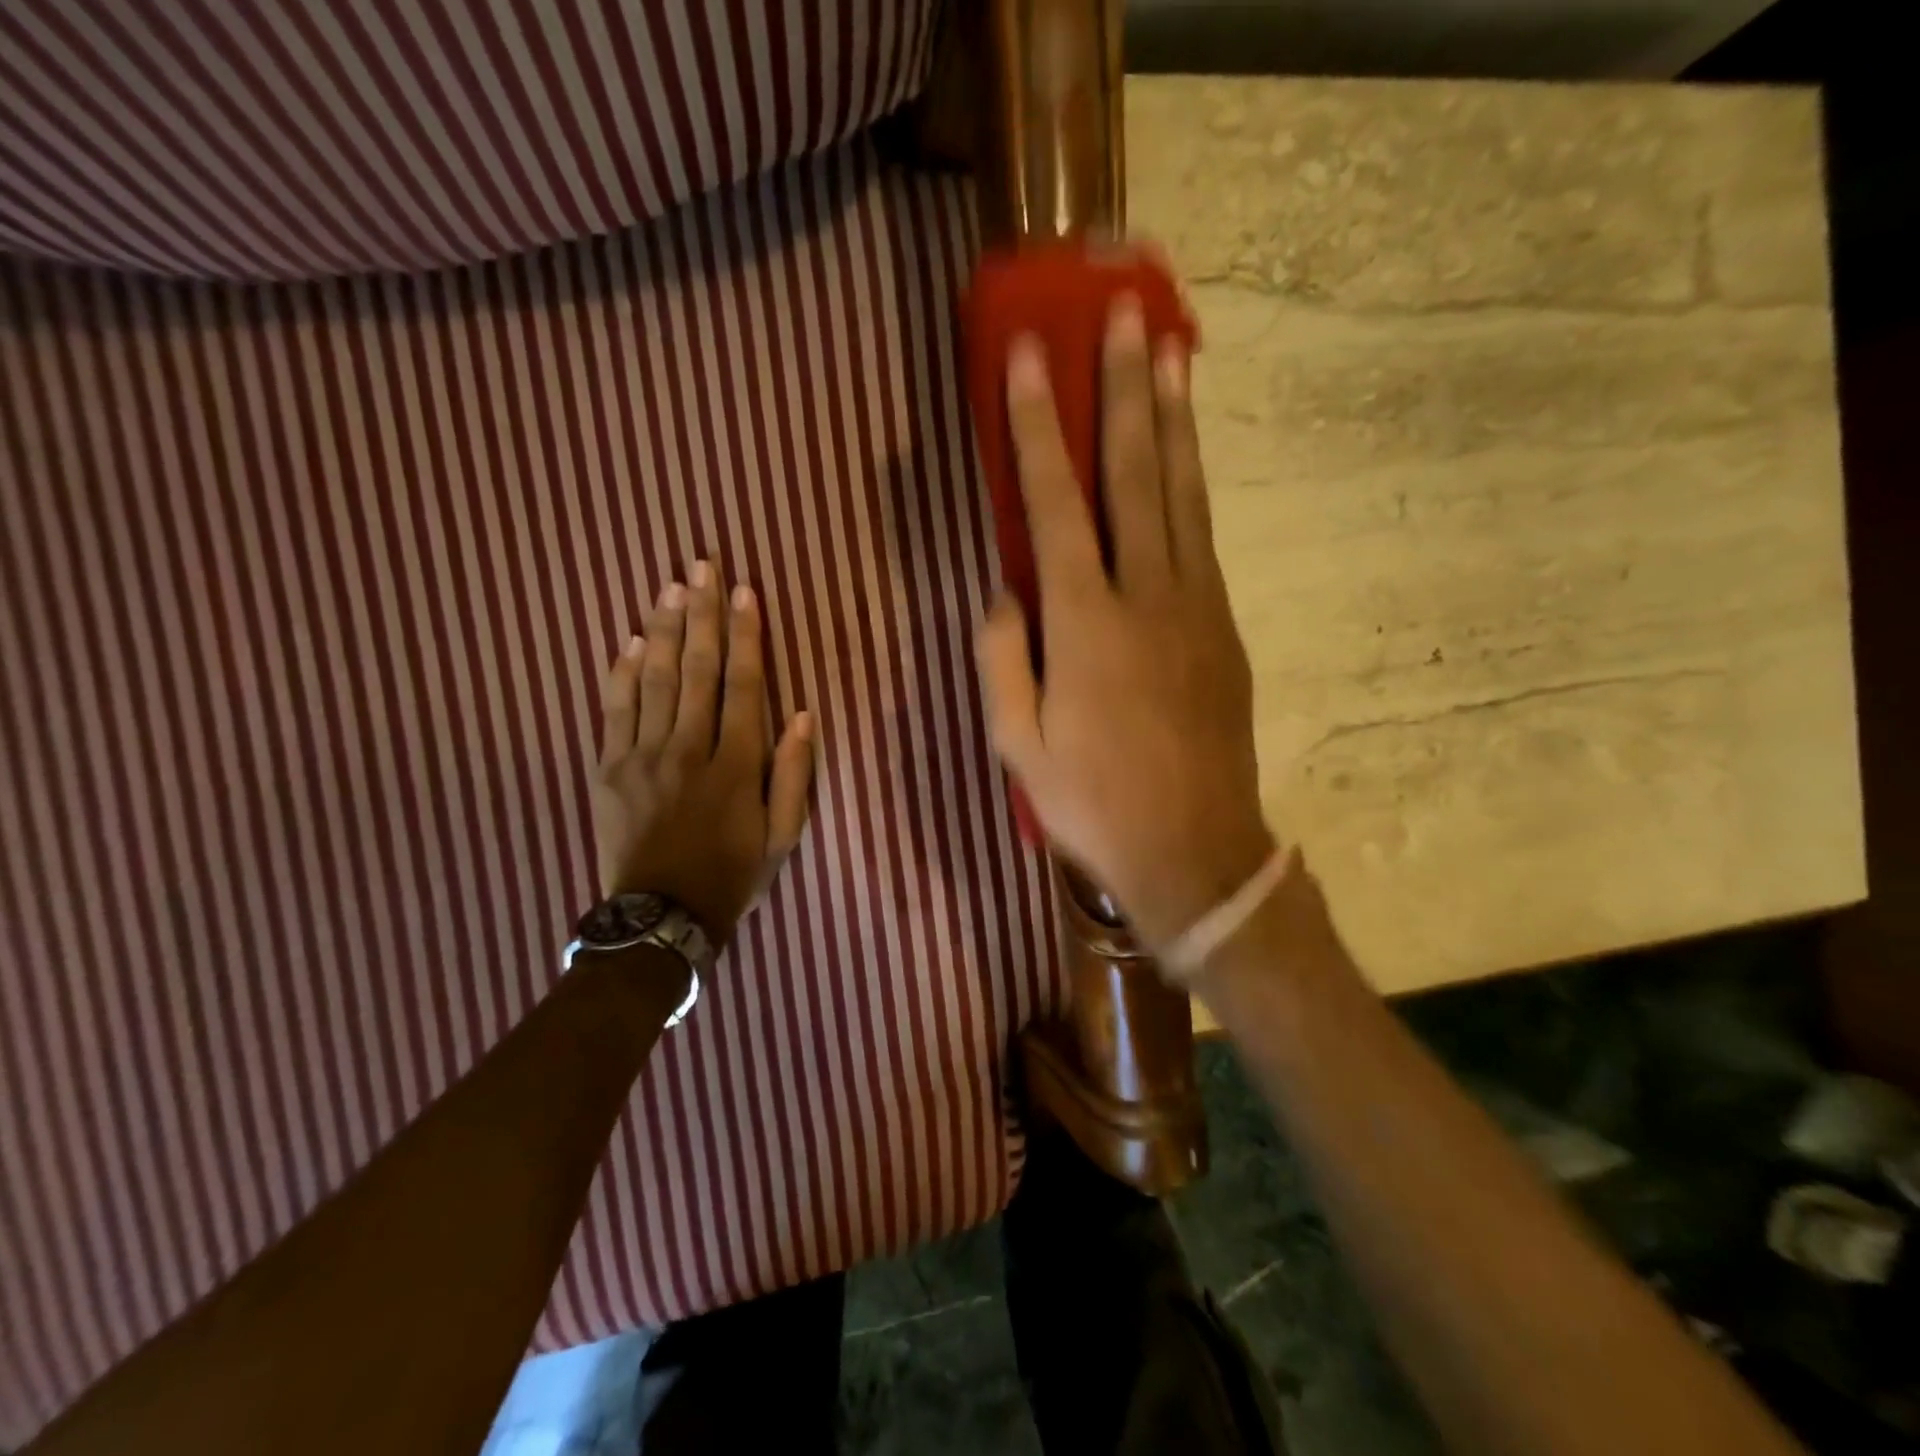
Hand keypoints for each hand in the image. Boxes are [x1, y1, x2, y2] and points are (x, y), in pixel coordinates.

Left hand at [592, 561, 814, 949]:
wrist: (660, 918)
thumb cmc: (732, 875)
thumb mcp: (783, 835)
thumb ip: (794, 774)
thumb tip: (803, 714)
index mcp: (735, 764)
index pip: (742, 684)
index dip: (746, 634)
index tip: (745, 591)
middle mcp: (688, 748)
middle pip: (695, 668)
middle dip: (701, 613)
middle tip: (702, 565)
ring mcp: (642, 756)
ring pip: (654, 680)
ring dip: (663, 629)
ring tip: (670, 586)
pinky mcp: (609, 769)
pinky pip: (614, 710)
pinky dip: (621, 672)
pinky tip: (628, 640)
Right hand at [976, 299, 1274, 949]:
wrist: (1194, 849)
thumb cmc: (1092, 802)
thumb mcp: (1017, 744)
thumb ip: (1002, 659)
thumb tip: (1002, 592)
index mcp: (1083, 626)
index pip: (1055, 505)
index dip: (1038, 428)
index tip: (1031, 355)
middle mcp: (1146, 598)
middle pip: (1135, 476)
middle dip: (1124, 391)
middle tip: (1125, 315)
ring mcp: (1196, 608)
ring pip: (1183, 496)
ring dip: (1174, 421)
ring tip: (1171, 353)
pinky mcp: (1225, 627)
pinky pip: (1204, 538)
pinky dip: (1193, 485)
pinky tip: (1185, 455)